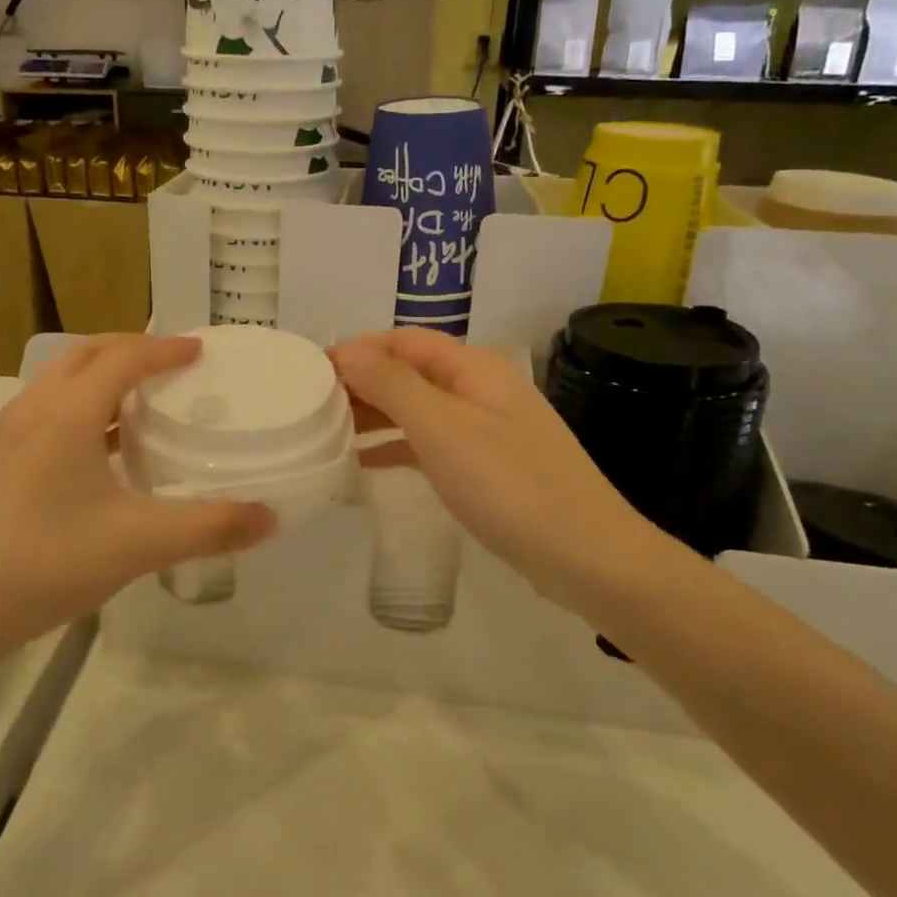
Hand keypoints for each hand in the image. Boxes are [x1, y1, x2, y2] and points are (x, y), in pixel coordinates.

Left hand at [0, 336, 275, 657]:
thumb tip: (270, 518)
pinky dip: (77, 406)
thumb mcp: (141, 543)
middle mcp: (34, 411)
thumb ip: (210, 527)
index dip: (165, 349)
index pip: (123, 358)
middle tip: (168, 364)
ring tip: (136, 398)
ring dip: (99, 375)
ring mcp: (7, 437)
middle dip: (128, 349)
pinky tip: (95, 448)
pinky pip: (44, 411)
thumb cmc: (50, 562)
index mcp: (68, 414)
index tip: (199, 350)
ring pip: (57, 381)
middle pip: (84, 355)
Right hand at [330, 329, 676, 600]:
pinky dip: (395, 446)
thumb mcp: (442, 429)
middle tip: (311, 406)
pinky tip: (364, 462)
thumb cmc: (509, 485)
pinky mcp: (486, 465)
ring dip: (374, 414)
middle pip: (409, 372)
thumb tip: (346, 351)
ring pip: (417, 408)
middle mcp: (479, 388)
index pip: (402, 341)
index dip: (356, 349)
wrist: (586, 556)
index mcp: (473, 367)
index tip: (310, 371)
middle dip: (361, 382)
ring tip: (327, 431)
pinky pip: (429, 442)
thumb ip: (392, 385)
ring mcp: (485, 428)